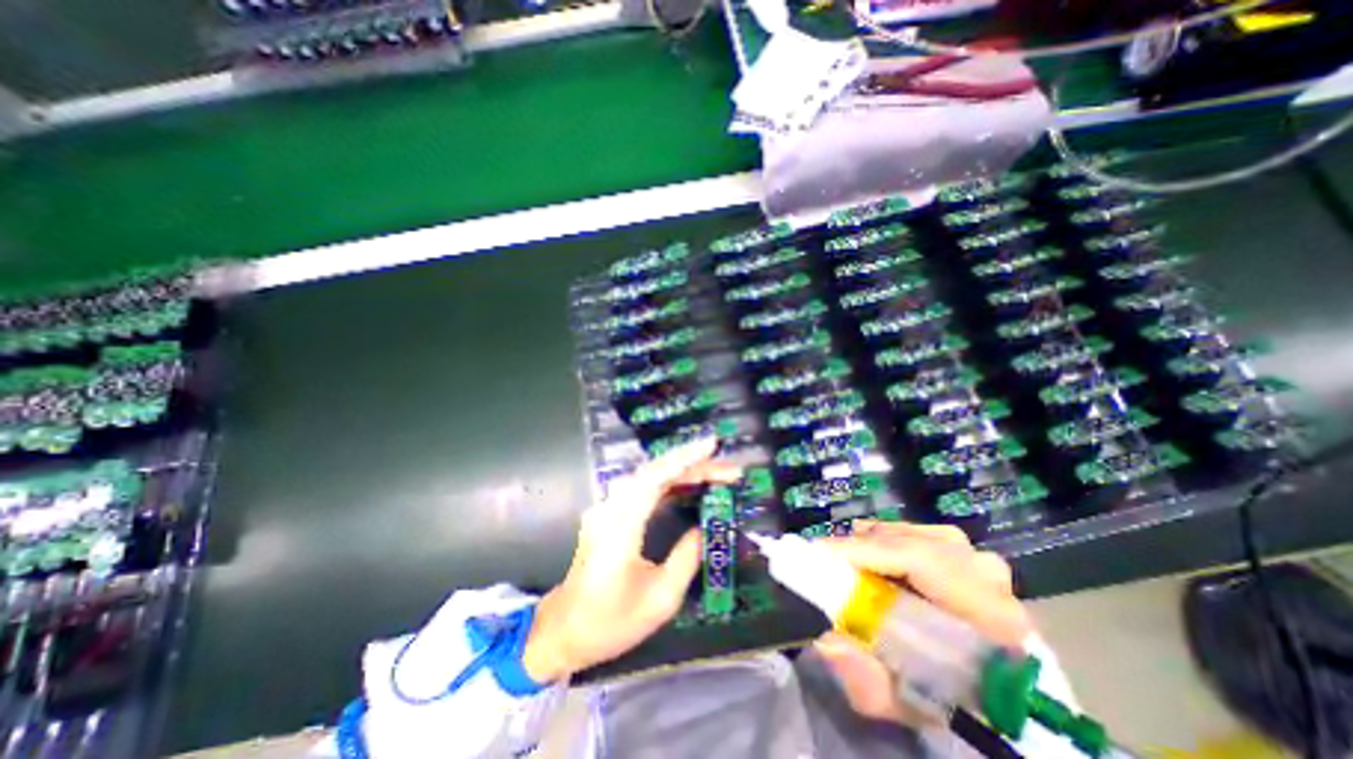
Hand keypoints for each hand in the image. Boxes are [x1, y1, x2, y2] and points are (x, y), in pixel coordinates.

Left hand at [524, 437, 743, 681]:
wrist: (564, 630)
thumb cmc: (610, 622)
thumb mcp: (660, 600)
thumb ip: (687, 558)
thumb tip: (706, 527)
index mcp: (620, 526)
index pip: (654, 478)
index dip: (685, 458)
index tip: (712, 445)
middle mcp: (611, 507)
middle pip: (655, 472)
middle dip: (695, 465)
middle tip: (730, 471)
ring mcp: (608, 507)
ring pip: (651, 477)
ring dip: (685, 472)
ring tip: (718, 475)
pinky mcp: (611, 512)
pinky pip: (644, 488)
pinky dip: (671, 482)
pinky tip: (691, 486)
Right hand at [806, 521, 1032, 724]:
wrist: (1000, 698)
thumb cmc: (953, 701)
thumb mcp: (908, 705)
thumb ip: (869, 682)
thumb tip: (827, 640)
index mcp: (991, 615)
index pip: (919, 559)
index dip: (865, 551)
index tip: (820, 553)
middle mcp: (986, 575)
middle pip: (908, 541)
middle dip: (859, 548)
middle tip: (824, 562)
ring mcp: (979, 559)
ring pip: (909, 533)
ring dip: (871, 544)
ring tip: (845, 563)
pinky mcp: (967, 552)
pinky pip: (915, 532)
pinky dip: (886, 540)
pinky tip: (871, 557)